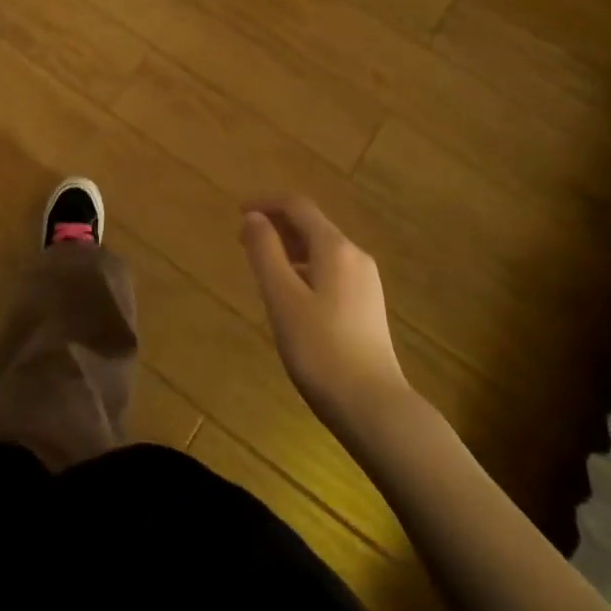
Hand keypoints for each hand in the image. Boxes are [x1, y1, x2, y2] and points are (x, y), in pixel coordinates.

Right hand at [242, 198, 411, 435]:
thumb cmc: (320, 349)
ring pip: (321, 249)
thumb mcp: (282, 297)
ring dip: (288, 248)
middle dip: (276, 226)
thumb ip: (265, 252)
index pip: (297, 206)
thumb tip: (253, 217)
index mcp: (335, 248)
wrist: (373, 407)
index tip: (236, 213)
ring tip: (261, 268)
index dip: (265, 203)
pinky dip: (304, 268)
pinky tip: (290, 295)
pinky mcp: (367, 305)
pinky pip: (330, 270)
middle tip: (243, 243)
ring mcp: (365, 282)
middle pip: (311, 225)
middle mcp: (355, 256)